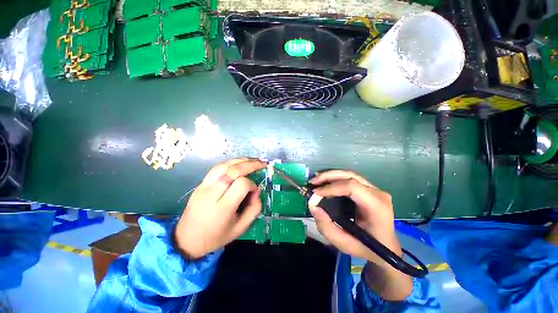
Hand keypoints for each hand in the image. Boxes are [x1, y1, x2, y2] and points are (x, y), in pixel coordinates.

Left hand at [174, 158, 265, 258]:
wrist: (186, 240)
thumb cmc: (216, 237)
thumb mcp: (241, 228)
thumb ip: (254, 209)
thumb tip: (256, 190)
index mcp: (222, 208)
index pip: (241, 185)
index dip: (252, 185)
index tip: (255, 191)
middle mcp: (211, 194)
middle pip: (232, 171)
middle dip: (250, 165)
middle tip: (262, 163)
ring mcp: (203, 187)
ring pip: (223, 166)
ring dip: (240, 160)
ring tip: (253, 160)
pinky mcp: (199, 184)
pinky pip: (216, 168)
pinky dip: (230, 162)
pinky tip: (239, 163)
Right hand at [308, 170, 401, 266]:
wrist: (386, 247)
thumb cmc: (366, 248)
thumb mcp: (344, 244)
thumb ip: (327, 227)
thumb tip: (313, 206)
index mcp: (377, 207)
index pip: (352, 187)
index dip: (331, 187)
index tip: (315, 193)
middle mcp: (378, 194)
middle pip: (350, 176)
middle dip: (328, 176)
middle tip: (312, 182)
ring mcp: (375, 189)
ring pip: (349, 174)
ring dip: (330, 176)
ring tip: (316, 181)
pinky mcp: (369, 189)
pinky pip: (350, 179)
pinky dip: (335, 179)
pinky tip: (325, 183)